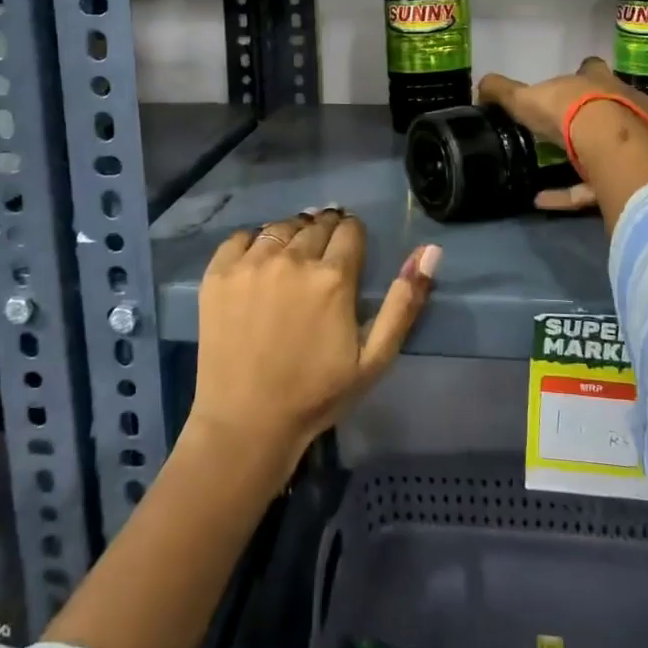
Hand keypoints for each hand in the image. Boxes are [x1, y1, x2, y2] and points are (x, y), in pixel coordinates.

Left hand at [189, 208, 437, 480]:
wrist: (247, 423)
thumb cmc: (317, 394)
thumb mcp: (375, 357)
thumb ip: (405, 301)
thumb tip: (430, 250)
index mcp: (333, 277)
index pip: (350, 229)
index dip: (353, 236)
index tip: (349, 251)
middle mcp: (292, 259)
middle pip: (316, 223)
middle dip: (325, 232)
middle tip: (322, 257)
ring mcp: (250, 264)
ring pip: (280, 227)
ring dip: (292, 234)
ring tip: (292, 257)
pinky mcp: (218, 274)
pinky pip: (240, 237)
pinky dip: (253, 242)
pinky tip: (258, 263)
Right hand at [477, 59, 647, 210]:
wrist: (610, 143)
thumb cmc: (567, 110)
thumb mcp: (524, 98)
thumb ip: (502, 91)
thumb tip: (479, 86)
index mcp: (596, 79)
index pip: (590, 68)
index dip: (581, 75)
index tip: (567, 88)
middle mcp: (623, 102)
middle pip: (611, 104)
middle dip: (593, 116)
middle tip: (567, 130)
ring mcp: (637, 136)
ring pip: (614, 146)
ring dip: (588, 160)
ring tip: (552, 174)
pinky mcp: (637, 170)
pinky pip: (598, 184)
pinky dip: (570, 193)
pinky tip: (543, 200)